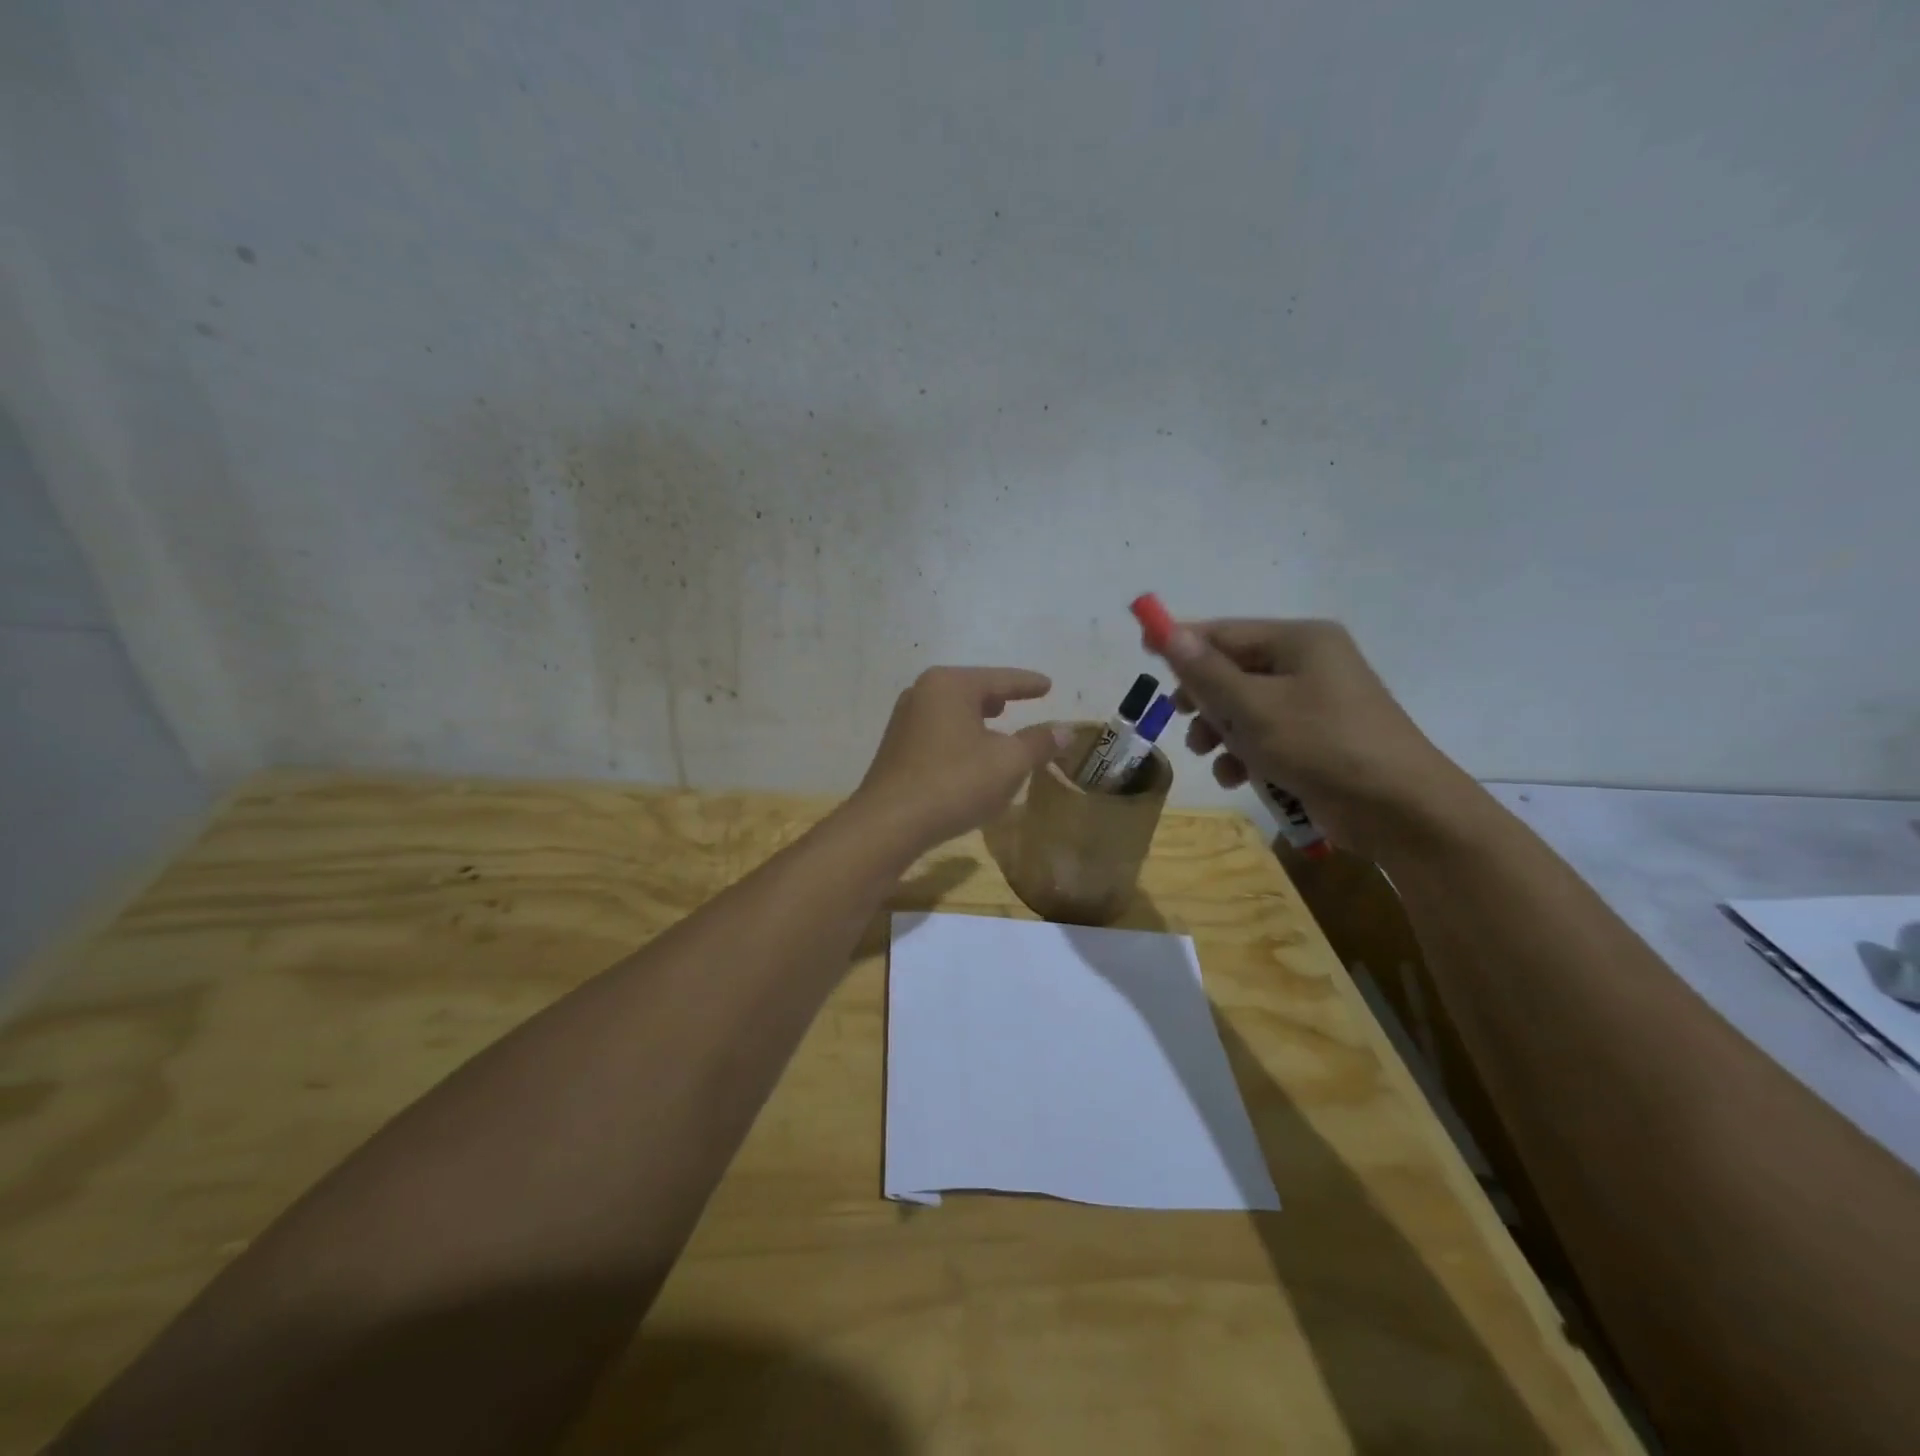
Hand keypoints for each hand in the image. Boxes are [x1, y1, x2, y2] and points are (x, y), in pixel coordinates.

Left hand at [850, 667, 1068, 852]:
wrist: (889, 824)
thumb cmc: (954, 783)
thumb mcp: (1008, 763)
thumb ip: (1038, 742)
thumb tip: (1065, 729)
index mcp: (950, 685)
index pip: (1000, 679)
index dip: (1027, 684)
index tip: (1048, 684)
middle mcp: (922, 693)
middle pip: (971, 689)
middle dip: (998, 696)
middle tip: (1022, 700)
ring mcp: (904, 720)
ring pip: (953, 711)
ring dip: (978, 718)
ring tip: (997, 723)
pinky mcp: (896, 747)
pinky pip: (938, 731)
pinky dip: (960, 735)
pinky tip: (969, 753)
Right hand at [1152, 619, 1476, 859]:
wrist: (1401, 808)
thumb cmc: (1322, 746)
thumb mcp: (1253, 708)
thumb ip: (1207, 672)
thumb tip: (1169, 632)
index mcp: (1300, 641)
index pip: (1226, 632)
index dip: (1183, 642)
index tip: (1144, 650)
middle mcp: (1309, 662)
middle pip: (1234, 670)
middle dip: (1205, 699)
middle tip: (1182, 718)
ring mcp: (1317, 702)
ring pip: (1246, 707)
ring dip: (1221, 731)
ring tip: (1209, 754)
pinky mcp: (1319, 737)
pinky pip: (1268, 734)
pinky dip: (1247, 752)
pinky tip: (1237, 777)